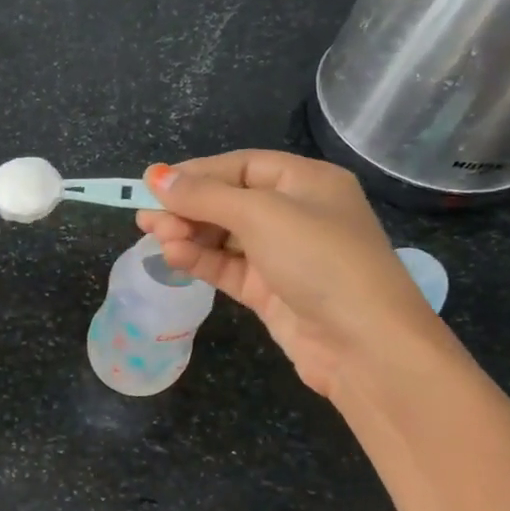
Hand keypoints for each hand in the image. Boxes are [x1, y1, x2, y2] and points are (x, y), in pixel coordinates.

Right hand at [137, 151, 451, 396]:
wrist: (363, 345)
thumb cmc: (320, 260)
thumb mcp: (262, 216)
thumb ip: (205, 196)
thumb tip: (154, 176)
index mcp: (307, 182)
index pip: (242, 166)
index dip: (197, 173)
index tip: (153, 183)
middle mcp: (297, 213)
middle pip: (230, 201)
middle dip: (188, 208)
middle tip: (146, 219)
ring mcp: (283, 255)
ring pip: (225, 236)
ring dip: (189, 235)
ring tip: (156, 238)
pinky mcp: (271, 291)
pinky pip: (227, 267)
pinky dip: (200, 260)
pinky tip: (174, 257)